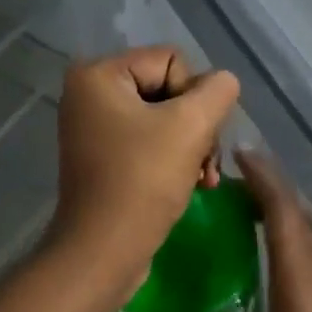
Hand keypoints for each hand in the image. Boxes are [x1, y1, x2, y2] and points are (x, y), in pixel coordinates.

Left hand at [46, 46, 239, 295]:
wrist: (104, 252)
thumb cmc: (143, 181)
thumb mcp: (191, 126)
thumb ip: (217, 91)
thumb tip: (223, 82)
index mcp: (98, 74)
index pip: (171, 60)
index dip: (194, 96)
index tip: (194, 135)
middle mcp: (89, 93)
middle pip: (168, 88)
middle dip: (196, 125)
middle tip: (206, 162)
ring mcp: (94, 127)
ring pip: (165, 118)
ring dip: (192, 146)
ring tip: (204, 178)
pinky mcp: (104, 157)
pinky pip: (150, 142)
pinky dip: (174, 159)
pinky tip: (193, 184)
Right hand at [179, 150, 311, 311]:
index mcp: (301, 268)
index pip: (279, 206)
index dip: (260, 175)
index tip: (238, 150)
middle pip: (292, 210)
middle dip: (263, 187)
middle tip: (226, 181)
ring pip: (304, 229)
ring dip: (276, 210)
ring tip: (242, 210)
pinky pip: (310, 250)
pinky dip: (287, 236)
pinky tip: (271, 258)